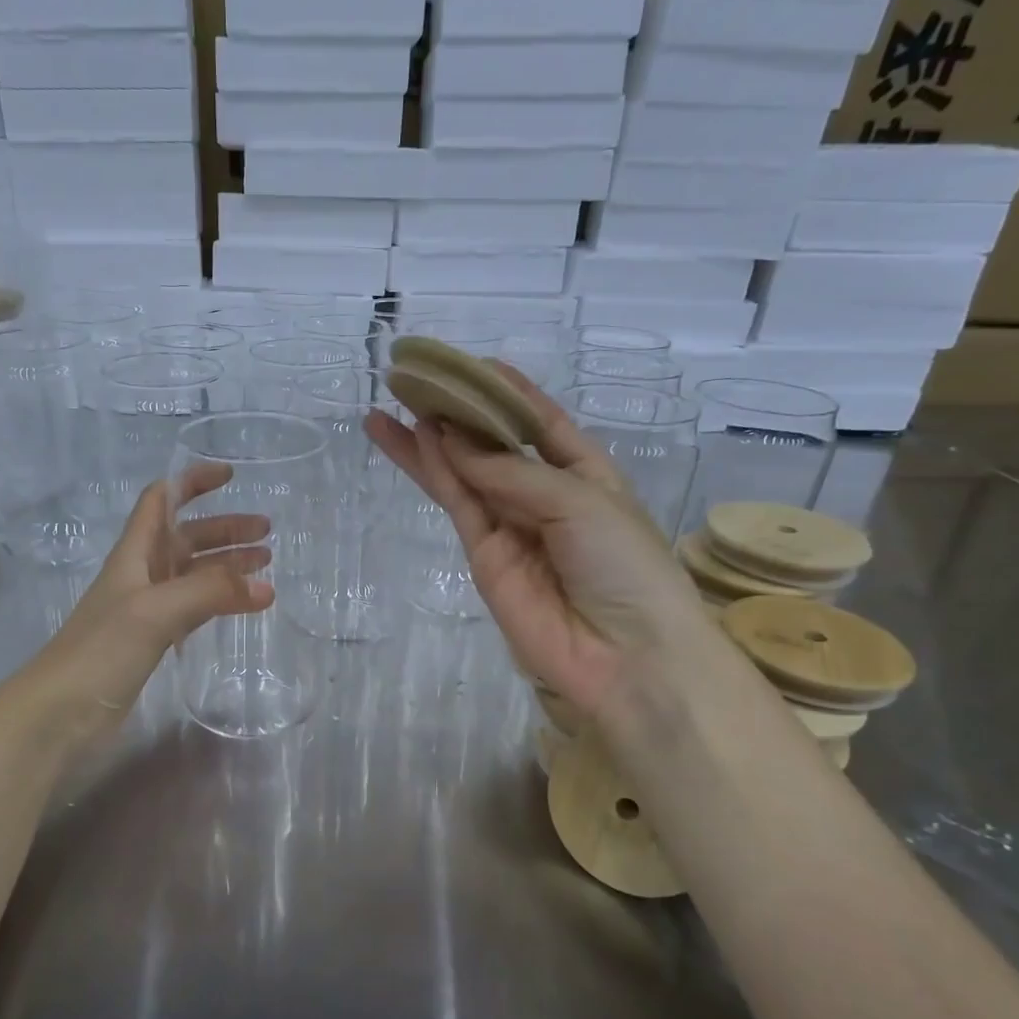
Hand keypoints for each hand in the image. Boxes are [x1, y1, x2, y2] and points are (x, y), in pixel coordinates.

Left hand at [27, 462, 272, 740]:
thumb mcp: (155, 611)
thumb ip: (210, 593)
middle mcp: (141, 575)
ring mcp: (147, 610)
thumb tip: (266, 586)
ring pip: (193, 575)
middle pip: (186, 538)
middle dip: (224, 530)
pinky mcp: (152, 643)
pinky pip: (194, 609)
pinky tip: (243, 606)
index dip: (192, 482)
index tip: (231, 476)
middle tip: (266, 534)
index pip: (162, 500)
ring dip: (226, 566)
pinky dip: (219, 601)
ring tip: (266, 567)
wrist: (59, 713)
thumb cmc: (101, 650)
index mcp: (134, 554)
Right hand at [365, 362, 711, 723]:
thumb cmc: (624, 564)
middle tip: (415, 379)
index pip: (541, 423)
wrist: (624, 655)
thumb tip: (451, 440)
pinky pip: (459, 503)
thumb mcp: (579, 500)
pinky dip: (437, 471)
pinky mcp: (483, 555)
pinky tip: (414, 440)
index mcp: (585, 473)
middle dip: (459, 412)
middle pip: (494, 444)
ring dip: (432, 439)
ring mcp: (510, 526)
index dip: (508, 392)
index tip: (473, 364)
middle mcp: (544, 495)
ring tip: (394, 401)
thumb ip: (510, 472)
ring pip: (465, 472)